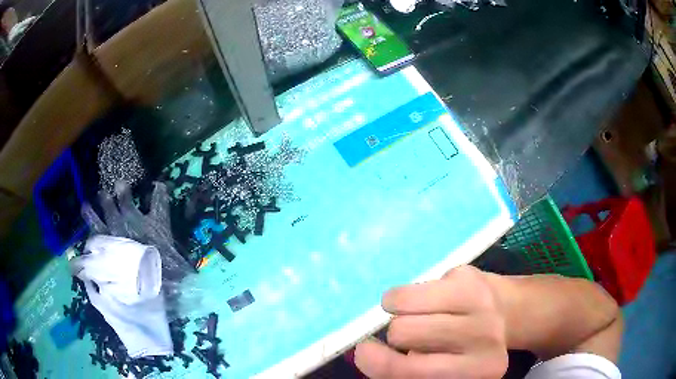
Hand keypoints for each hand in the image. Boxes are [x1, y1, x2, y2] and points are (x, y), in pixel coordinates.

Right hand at [355, 266, 507, 378]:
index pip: (408, 370)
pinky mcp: (469, 273)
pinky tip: (433, 300)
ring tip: (420, 315)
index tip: (363, 352)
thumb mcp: (443, 370)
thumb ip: (404, 368)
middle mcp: (484, 337)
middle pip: (401, 332)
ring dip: (399, 312)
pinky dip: (410, 296)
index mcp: (476, 370)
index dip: (376, 362)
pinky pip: (413, 285)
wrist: (508, 313)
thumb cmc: (467, 349)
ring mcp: (479, 300)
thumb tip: (362, 352)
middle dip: (398, 336)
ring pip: (402, 302)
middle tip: (416, 336)